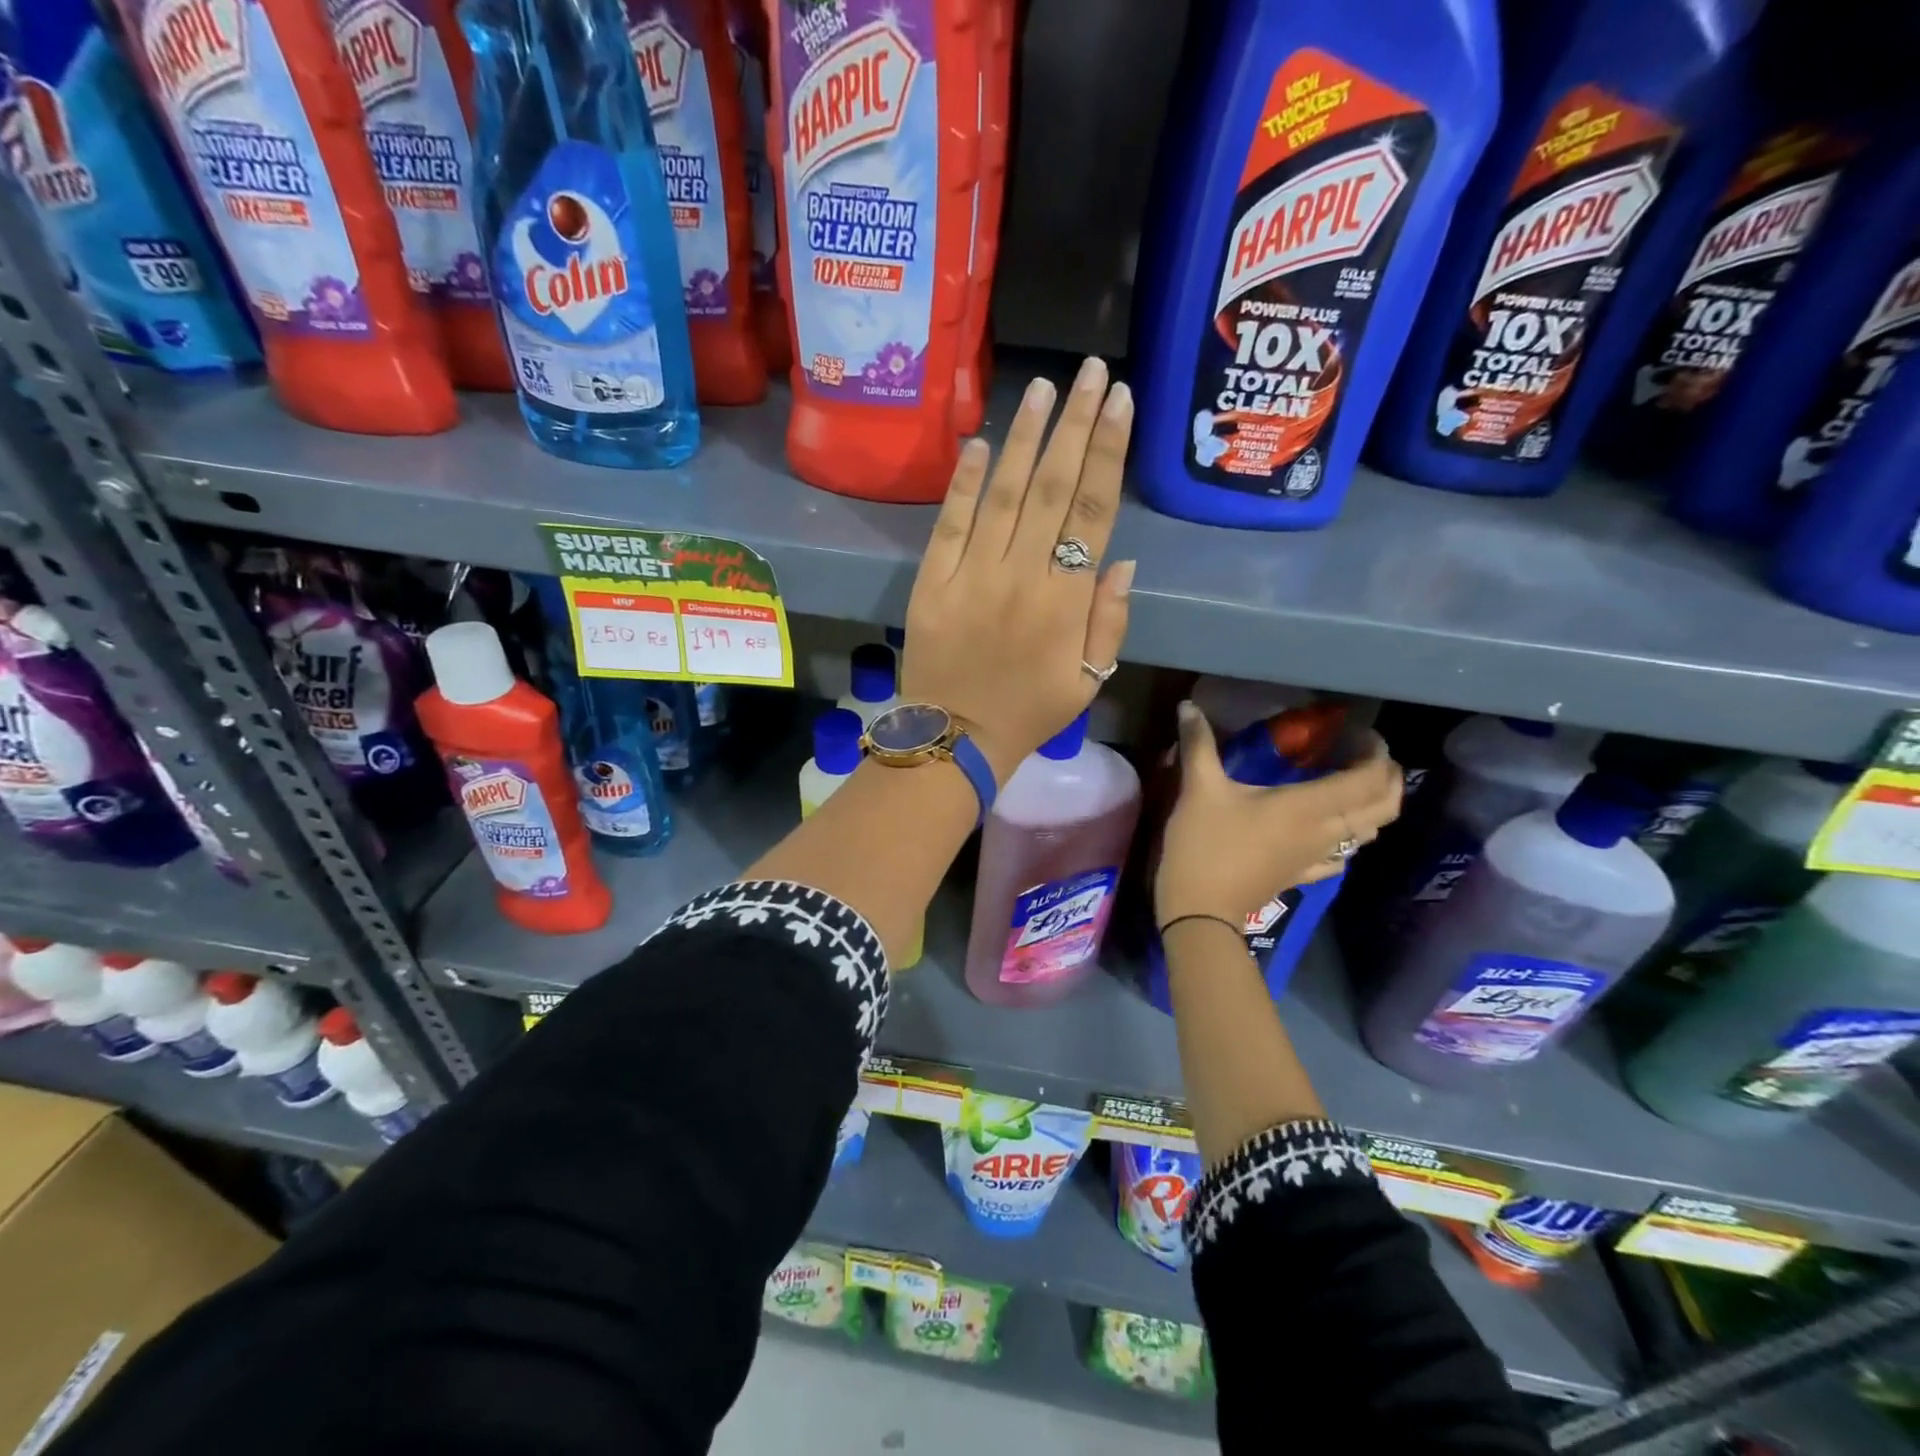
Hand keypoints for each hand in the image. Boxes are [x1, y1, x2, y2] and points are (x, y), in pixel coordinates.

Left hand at [902, 357, 1134, 780]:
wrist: (956, 739)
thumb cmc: (1030, 712)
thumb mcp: (1090, 679)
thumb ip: (1110, 619)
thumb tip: (1122, 558)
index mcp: (1066, 600)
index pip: (1092, 510)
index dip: (1107, 451)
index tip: (1119, 401)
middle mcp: (1022, 574)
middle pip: (1052, 487)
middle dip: (1074, 424)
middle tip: (1088, 371)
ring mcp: (972, 574)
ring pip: (1003, 494)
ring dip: (1024, 437)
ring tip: (1043, 388)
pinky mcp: (932, 581)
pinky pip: (950, 523)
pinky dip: (964, 482)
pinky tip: (979, 441)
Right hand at [1155, 702, 1403, 929]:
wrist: (1200, 909)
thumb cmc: (1204, 844)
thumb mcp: (1199, 789)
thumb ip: (1198, 744)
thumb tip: (1188, 705)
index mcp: (1308, 806)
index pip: (1368, 778)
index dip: (1375, 753)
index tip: (1359, 733)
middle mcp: (1325, 832)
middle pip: (1384, 807)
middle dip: (1387, 778)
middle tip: (1365, 755)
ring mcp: (1317, 858)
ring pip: (1369, 832)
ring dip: (1374, 806)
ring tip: (1353, 784)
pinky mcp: (1303, 875)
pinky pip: (1344, 856)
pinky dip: (1349, 837)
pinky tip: (1330, 829)